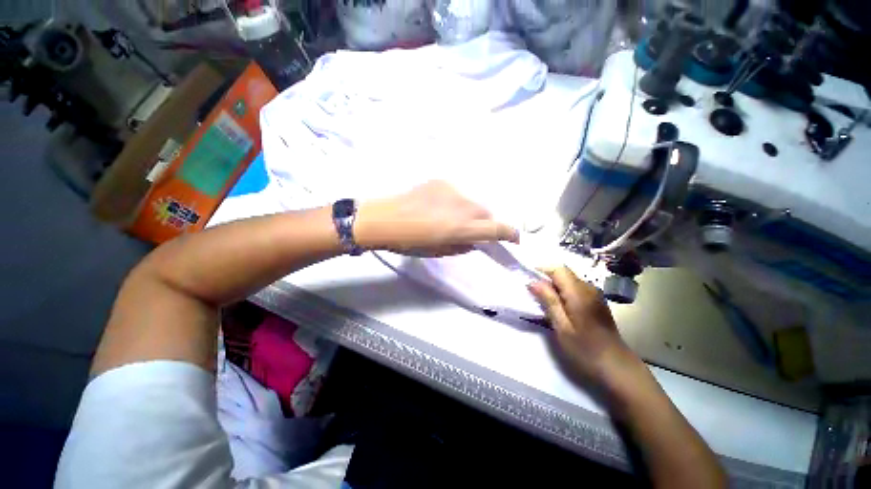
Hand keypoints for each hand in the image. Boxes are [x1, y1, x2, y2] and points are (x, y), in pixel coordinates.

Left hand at [355, 180, 518, 255]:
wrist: (382, 219)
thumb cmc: (408, 242)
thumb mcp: (438, 251)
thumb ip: (462, 246)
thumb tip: (474, 241)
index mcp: (461, 228)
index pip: (497, 228)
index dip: (510, 234)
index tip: (513, 239)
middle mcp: (462, 206)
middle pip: (487, 213)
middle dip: (486, 224)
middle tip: (474, 231)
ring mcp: (452, 190)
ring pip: (473, 202)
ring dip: (471, 213)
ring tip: (453, 219)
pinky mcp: (441, 181)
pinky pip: (457, 194)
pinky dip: (456, 203)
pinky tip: (439, 207)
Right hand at [529, 267, 640, 385]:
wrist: (618, 367)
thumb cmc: (586, 350)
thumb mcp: (562, 327)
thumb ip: (549, 301)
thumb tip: (532, 282)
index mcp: (579, 293)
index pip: (558, 269)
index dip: (541, 270)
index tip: (528, 279)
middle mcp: (589, 288)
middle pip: (564, 273)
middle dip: (546, 279)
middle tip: (533, 294)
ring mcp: (595, 295)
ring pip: (569, 281)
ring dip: (554, 286)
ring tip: (544, 302)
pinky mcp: (596, 302)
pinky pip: (575, 289)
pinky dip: (563, 293)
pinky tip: (560, 308)